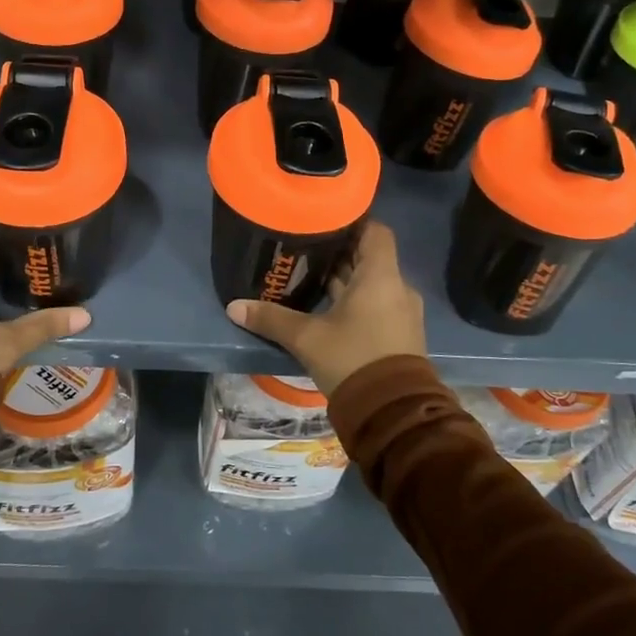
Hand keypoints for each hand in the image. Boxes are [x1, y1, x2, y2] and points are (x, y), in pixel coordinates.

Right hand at [226, 222, 425, 396]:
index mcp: (380, 277)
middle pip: (370, 257)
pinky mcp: (400, 334)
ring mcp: (402, 313)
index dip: (353, 222)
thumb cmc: (352, 360)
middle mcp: (397, 288)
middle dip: (340, 252)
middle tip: (307, 247)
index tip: (325, 222)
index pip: (375, 231)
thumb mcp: (307, 338)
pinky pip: (378, 304)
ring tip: (311, 275)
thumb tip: (234, 307)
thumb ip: (272, 319)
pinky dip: (356, 300)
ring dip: (347, 279)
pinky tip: (327, 308)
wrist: (392, 414)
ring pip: (373, 283)